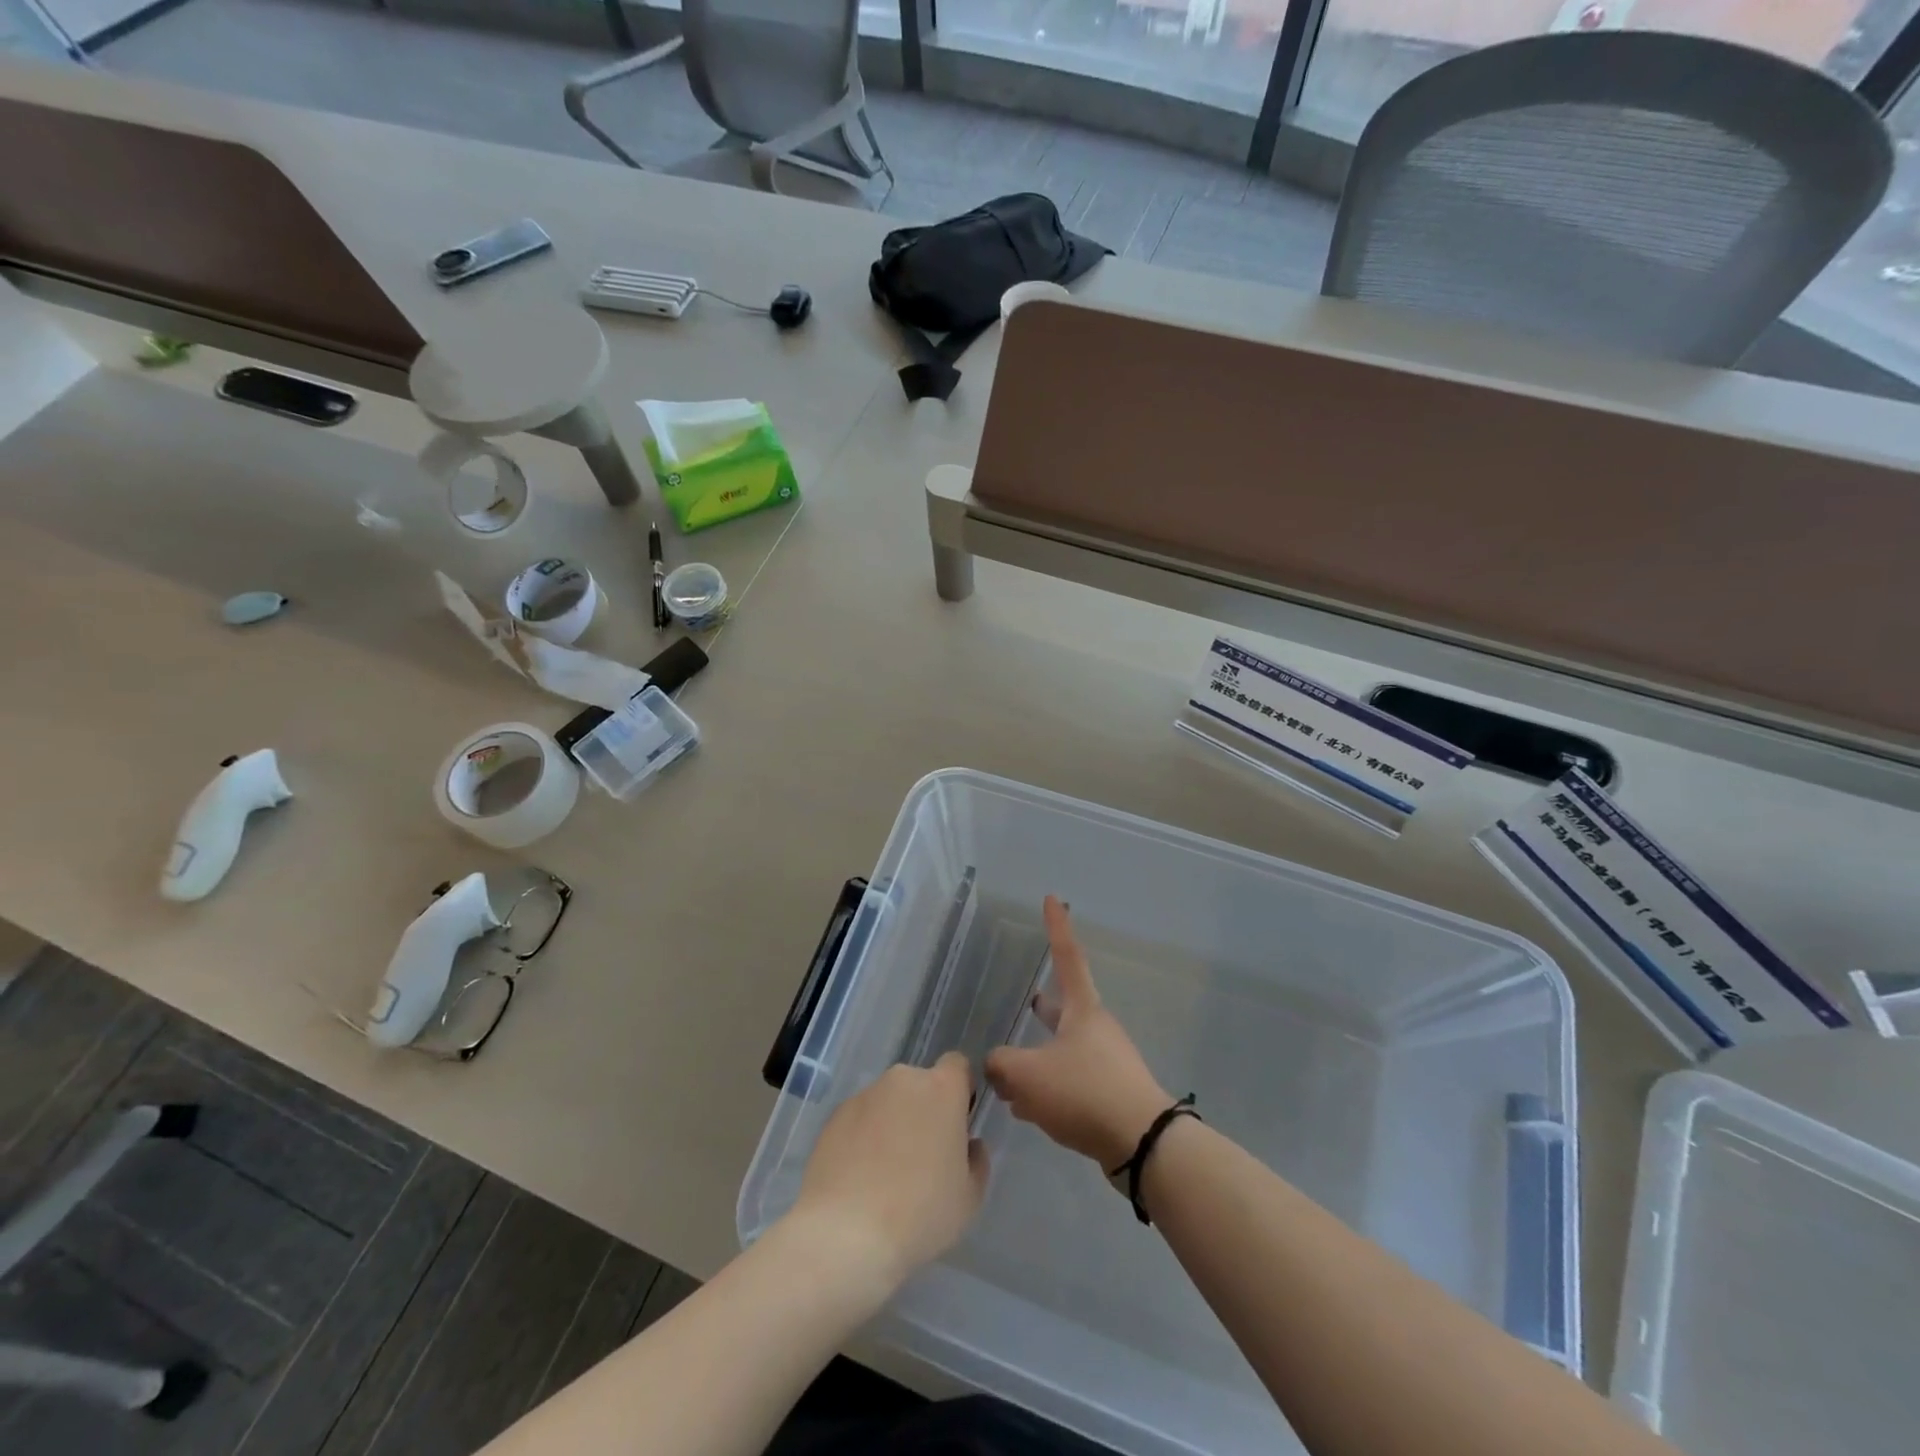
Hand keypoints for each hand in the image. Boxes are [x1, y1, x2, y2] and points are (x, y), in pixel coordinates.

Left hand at [786, 1051, 989, 1294]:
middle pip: (921, 1084)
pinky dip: (864, 1136)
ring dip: (893, 1122)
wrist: (845, 1234)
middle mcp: (902, 1080)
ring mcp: (865, 1095)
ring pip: (889, 1101)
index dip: (961, 1090)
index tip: (957, 1125)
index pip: (958, 1065)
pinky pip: (860, 1118)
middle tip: (922, 1157)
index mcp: (941, 1089)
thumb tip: (968, 1144)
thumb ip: (977, 1160)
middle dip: (925, 1110)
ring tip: (885, 1173)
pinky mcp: (834, 1116)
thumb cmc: (920, 1213)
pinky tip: (859, 1177)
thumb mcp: (969, 1197)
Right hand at [986, 897, 1170, 1170]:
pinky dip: (1050, 1088)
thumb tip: (995, 1065)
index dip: (1057, 926)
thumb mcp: (1028, 1075)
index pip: (1067, 955)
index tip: (1053, 897)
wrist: (1143, 1143)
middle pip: (1065, 1009)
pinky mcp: (1111, 1095)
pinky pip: (1073, 1081)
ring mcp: (1107, 1062)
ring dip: (1040, 1059)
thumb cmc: (1084, 1092)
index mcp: (1082, 1010)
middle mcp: (1097, 1029)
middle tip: (1028, 1001)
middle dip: (1043, 1008)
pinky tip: (1030, 1110)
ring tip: (1011, 1078)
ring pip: (1064, 1051)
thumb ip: (1002, 1065)